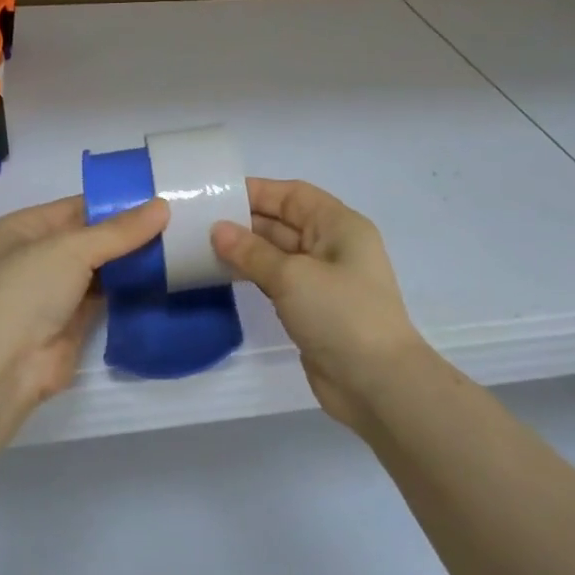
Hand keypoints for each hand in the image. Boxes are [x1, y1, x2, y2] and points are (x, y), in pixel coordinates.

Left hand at [0, 195, 168, 408]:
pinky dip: (129, 289)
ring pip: (99, 269)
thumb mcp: (71, 248)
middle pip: (89, 238)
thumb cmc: (26, 289)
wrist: (5, 363)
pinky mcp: (72, 322)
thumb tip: (163, 206)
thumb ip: (119, 231)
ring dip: (131, 261)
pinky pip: (106, 297)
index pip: (75, 208)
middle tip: (176, 222)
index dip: (114, 203)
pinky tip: (162, 277)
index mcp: (21, 229)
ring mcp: (53, 292)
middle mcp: (34, 257)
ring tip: (176, 245)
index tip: (157, 198)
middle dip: (127, 234)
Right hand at [212, 178, 430, 436]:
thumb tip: (217, 230)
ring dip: (245, 250)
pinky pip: (277, 280)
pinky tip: (223, 274)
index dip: (257, 192)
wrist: (376, 382)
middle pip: (284, 222)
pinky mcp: (311, 308)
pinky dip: (253, 274)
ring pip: (277, 253)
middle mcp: (332, 246)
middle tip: (199, 222)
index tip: (216, 194)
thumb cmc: (340, 314)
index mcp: (339, 226)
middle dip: (245, 221)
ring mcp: (322, 279)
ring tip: (202, 246)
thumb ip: (252, 251)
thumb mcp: (292, 276)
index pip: (293, 195)